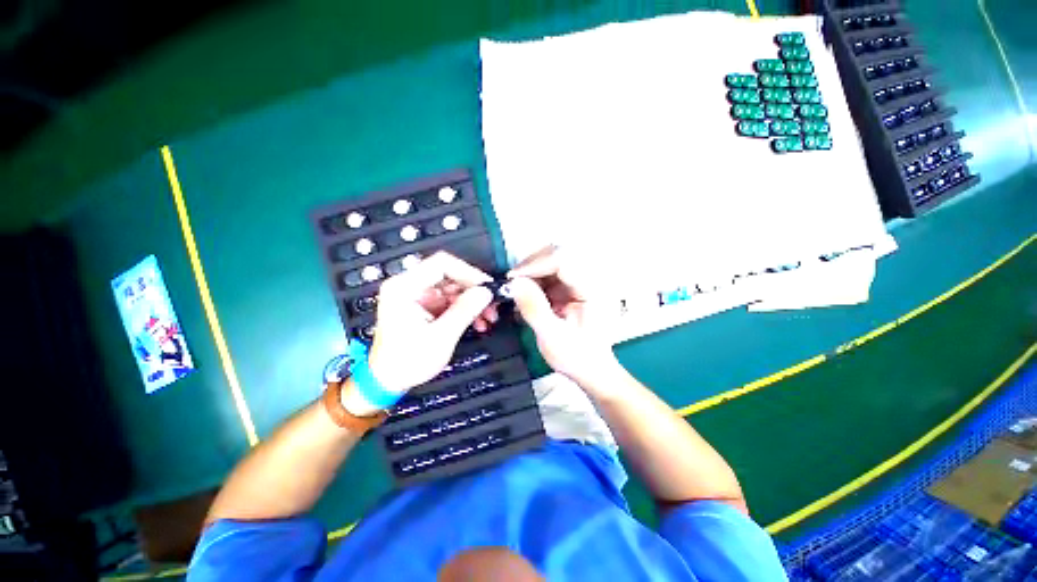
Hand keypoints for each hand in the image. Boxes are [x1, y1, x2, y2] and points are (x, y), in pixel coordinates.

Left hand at [367, 252, 495, 393]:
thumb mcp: (440, 336)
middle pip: (450, 275)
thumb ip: (464, 310)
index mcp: (404, 288)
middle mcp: (409, 286)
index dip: (468, 273)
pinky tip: (477, 321)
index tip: (486, 286)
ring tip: (487, 316)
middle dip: (474, 290)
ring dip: (473, 301)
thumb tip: (485, 291)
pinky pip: (450, 299)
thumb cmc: (406, 362)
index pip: (441, 264)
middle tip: (491, 304)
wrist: (388, 380)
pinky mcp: (424, 305)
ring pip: (453, 288)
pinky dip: (465, 309)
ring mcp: (417, 296)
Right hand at [507, 246, 620, 389]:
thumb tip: (514, 283)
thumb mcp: (552, 337)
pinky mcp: (571, 285)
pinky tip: (526, 295)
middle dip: (530, 266)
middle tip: (512, 284)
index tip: (513, 279)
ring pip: (550, 260)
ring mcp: (580, 280)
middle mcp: (589, 278)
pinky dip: (533, 280)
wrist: (591, 368)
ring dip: (530, 273)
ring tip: (517, 292)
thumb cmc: (577, 357)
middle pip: (557, 254)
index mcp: (592, 289)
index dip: (535, 264)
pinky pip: (548, 272)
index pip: (563, 260)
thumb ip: (534, 309)